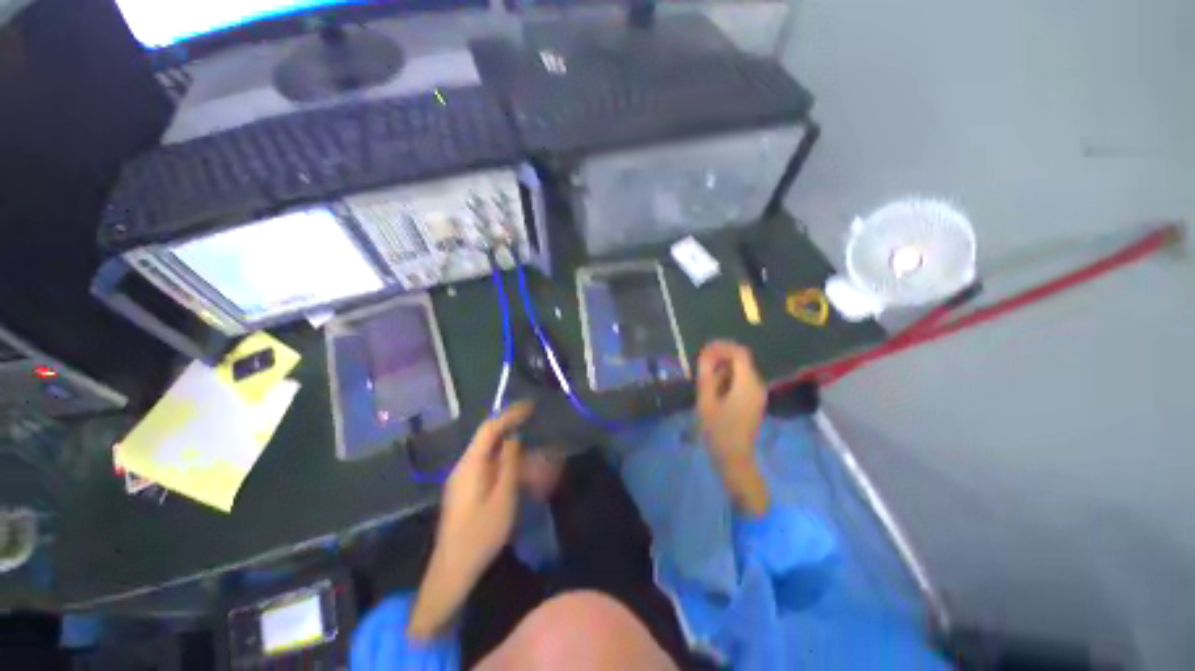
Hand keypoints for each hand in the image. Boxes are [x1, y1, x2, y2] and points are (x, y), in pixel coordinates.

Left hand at [439, 401, 531, 577]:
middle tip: (540, 440)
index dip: (510, 414)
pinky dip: (509, 469)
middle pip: (492, 441)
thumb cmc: (481, 534)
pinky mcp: (467, 491)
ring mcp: (464, 479)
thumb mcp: (503, 497)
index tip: (530, 407)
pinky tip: (523, 479)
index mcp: (471, 464)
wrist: (454, 571)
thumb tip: (514, 437)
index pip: (490, 428)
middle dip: (517, 438)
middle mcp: (465, 467)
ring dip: (516, 456)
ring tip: (538, 464)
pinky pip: (491, 470)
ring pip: (493, 457)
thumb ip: (509, 463)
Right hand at [696, 341, 769, 515]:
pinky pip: (742, 380)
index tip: (704, 350)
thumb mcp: (706, 401)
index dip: (722, 346)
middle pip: (741, 359)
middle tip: (701, 365)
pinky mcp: (754, 400)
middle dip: (721, 357)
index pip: (739, 353)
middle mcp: (757, 385)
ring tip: (705, 378)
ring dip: (723, 368)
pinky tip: (715, 388)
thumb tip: (705, 354)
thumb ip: (706, 374)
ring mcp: (758, 393)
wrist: (734, 458)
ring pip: (741, 369)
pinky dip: (728, 377)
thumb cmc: (718, 430)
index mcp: (747, 384)